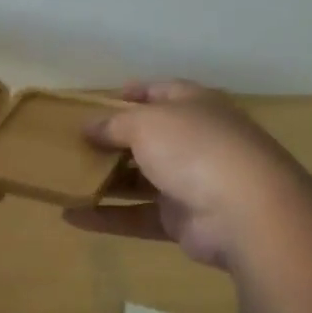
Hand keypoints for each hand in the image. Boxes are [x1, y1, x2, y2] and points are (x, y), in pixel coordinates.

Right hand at [63, 81, 278, 268]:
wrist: (245, 212)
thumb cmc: (194, 148)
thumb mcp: (146, 123)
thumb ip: (113, 124)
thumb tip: (88, 128)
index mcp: (195, 107)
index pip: (163, 92)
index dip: (135, 93)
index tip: (104, 99)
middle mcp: (195, 141)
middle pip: (149, 138)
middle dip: (113, 141)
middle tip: (74, 144)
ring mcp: (191, 183)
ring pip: (141, 180)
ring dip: (105, 181)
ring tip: (66, 180)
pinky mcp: (182, 220)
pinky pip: (137, 216)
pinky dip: (107, 217)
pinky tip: (72, 217)